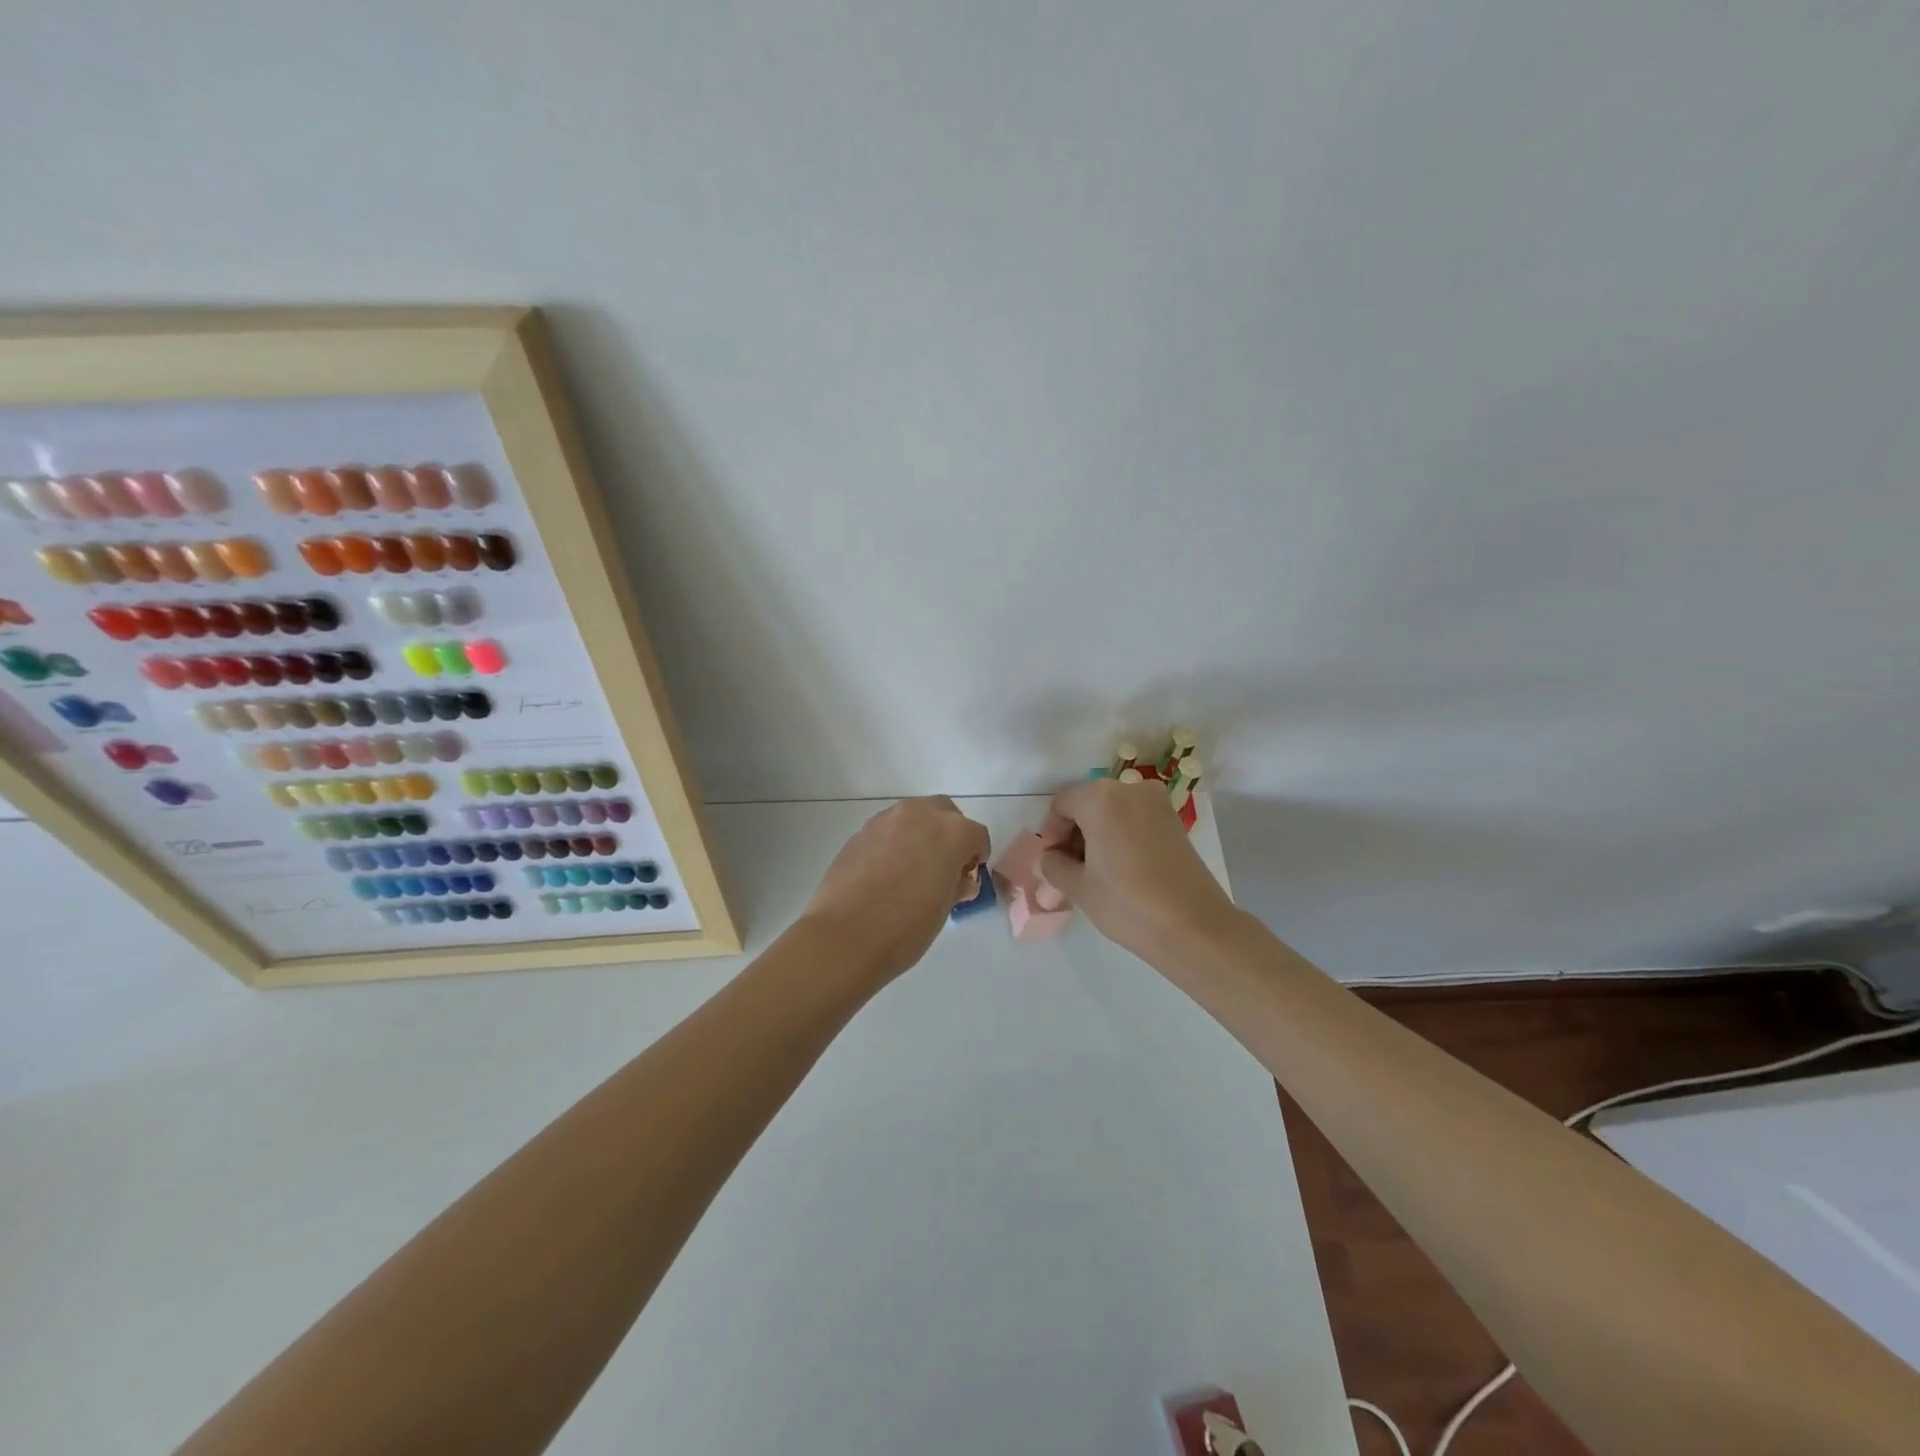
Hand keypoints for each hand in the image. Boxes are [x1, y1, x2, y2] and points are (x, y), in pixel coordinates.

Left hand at [801, 796, 991, 981]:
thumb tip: (957, 879)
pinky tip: (886, 872)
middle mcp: (920, 815)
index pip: (976, 835)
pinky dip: (895, 842)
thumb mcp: (943, 909)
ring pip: (914, 817)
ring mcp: (886, 820)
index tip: (968, 877)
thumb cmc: (905, 927)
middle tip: (944, 866)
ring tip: (913, 869)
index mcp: (951, 832)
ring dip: (921, 834)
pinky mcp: (861, 831)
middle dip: (949, 834)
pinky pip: (888, 830)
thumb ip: (955, 884)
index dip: (976, 856)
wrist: (845, 936)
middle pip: (945, 813)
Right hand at [1036, 778, 1238, 961]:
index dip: (1050, 833)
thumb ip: (1054, 866)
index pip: (1061, 804)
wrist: (1195, 927)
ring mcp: (1157, 803)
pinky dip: (1120, 836)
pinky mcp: (1174, 820)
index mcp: (1101, 798)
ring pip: (1112, 811)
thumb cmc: (1128, 904)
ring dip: (1097, 834)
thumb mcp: (1079, 887)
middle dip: (1074, 833)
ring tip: (1094, 872)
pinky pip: (1134, 819)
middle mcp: (1130, 789)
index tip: (1051, 862)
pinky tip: (1119, 869)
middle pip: (1088, 803)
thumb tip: (1049, 858)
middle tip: (1068, 868)